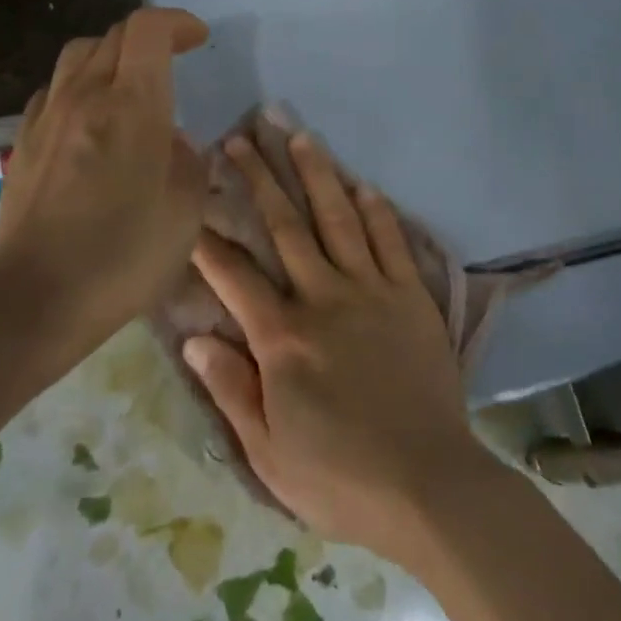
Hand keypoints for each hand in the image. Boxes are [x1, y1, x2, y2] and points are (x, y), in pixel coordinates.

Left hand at [0, 7, 209, 351]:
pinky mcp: (23, 143)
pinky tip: (90, 120)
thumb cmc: (124, 255)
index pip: (148, 29)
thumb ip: (188, 162)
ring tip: (130, 84)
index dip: (177, 22)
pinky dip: (79, 87)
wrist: (36, 298)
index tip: (198, 39)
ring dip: (110, 56)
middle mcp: (85, 97)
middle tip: (173, 60)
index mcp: (132, 105)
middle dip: (149, 37)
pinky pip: (54, 91)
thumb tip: (171, 141)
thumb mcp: (186, 211)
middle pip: (113, 36)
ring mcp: (47, 118)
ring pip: (77, 55)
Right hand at [184, 130, 493, 563]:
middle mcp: (324, 298)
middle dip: (260, 179)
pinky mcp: (411, 297)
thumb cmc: (340, 477)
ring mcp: (373, 291)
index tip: (191, 200)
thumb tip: (195, 338)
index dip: (208, 237)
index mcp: (283, 337)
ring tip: (300, 135)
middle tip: (241, 139)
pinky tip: (362, 183)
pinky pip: (391, 241)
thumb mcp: (267, 452)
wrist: (428, 485)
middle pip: (286, 226)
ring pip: (339, 218)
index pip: (234, 274)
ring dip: (317, 174)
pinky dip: (376, 209)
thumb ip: (230, 389)